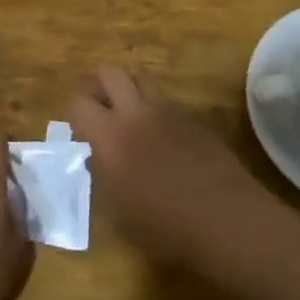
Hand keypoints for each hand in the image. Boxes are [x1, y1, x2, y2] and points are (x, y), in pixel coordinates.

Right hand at [63, 66, 270, 267]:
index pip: (77, 101)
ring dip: (129, 90)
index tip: (80, 133)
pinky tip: (162, 137)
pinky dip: (155, 108)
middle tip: (101, 112)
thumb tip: (96, 157)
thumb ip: (101, 175)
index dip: (74, 113)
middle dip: (99, 86)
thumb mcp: (118, 211)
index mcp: (109, 136)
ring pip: (140, 76)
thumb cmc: (164, 227)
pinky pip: (165, 99)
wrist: (225, 220)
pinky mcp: (192, 116)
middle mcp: (135, 112)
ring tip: (131, 118)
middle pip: (109, 71)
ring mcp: (167, 110)